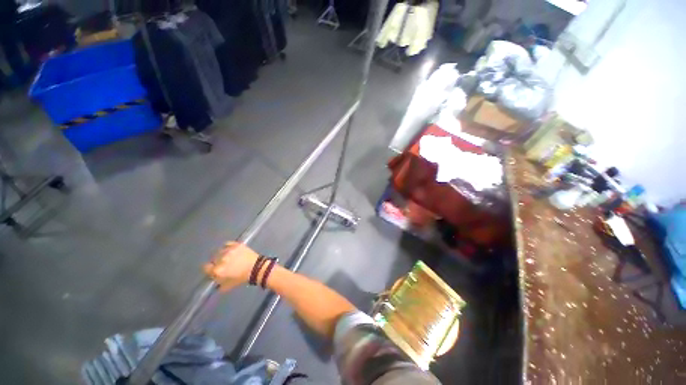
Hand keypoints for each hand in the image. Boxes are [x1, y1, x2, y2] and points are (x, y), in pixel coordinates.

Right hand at [204, 242, 258, 291]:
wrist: (257, 268)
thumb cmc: (242, 278)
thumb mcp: (227, 286)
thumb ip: (218, 284)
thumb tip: (214, 282)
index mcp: (218, 270)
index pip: (206, 267)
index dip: (209, 268)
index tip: (212, 269)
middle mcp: (221, 259)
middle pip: (213, 258)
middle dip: (216, 261)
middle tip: (222, 263)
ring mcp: (229, 251)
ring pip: (219, 251)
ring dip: (221, 253)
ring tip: (227, 256)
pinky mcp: (237, 245)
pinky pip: (227, 243)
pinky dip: (227, 246)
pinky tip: (230, 249)